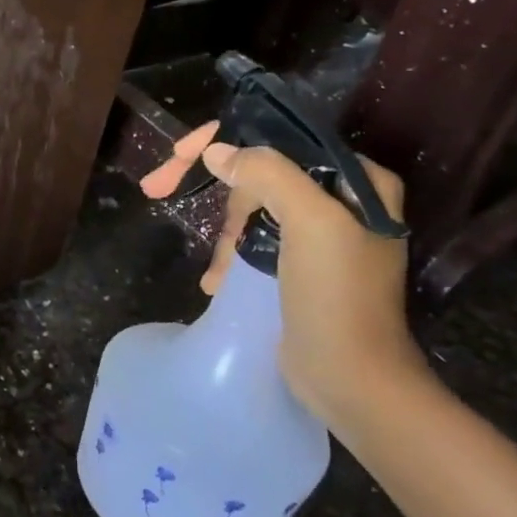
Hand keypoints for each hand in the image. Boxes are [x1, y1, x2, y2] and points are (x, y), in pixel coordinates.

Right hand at [142, 122, 425, 429]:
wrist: (350, 378)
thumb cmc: (336, 295)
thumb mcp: (310, 223)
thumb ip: (267, 174)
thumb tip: (216, 150)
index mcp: (356, 180)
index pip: (281, 138)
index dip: (225, 140)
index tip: (178, 155)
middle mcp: (340, 201)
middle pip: (260, 174)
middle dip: (220, 196)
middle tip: (160, 195)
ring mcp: (319, 236)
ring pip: (251, 210)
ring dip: (225, 238)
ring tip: (218, 274)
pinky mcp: (300, 267)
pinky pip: (253, 242)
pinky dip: (231, 258)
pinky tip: (217, 282)